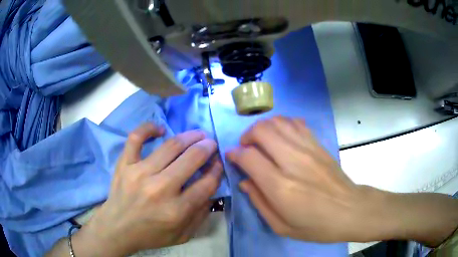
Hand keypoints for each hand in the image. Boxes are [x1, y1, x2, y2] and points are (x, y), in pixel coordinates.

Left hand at [85, 123, 222, 254]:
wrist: (117, 228)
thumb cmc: (150, 234)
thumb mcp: (182, 235)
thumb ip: (200, 215)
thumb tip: (213, 190)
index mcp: (177, 210)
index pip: (206, 183)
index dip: (217, 169)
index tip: (219, 162)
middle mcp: (160, 189)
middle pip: (192, 159)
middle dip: (207, 147)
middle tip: (211, 143)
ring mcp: (140, 173)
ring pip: (170, 146)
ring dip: (189, 136)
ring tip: (196, 134)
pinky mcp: (125, 164)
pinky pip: (136, 138)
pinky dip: (148, 128)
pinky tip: (160, 129)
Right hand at [227, 116, 366, 241]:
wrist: (349, 210)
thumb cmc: (315, 225)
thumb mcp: (281, 226)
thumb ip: (259, 202)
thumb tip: (245, 181)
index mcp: (281, 186)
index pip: (249, 157)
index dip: (235, 154)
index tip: (232, 157)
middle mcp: (293, 161)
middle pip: (262, 130)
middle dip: (247, 135)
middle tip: (246, 148)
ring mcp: (308, 149)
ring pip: (278, 122)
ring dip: (264, 127)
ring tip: (262, 140)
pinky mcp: (319, 145)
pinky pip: (296, 123)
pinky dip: (283, 124)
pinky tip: (282, 136)